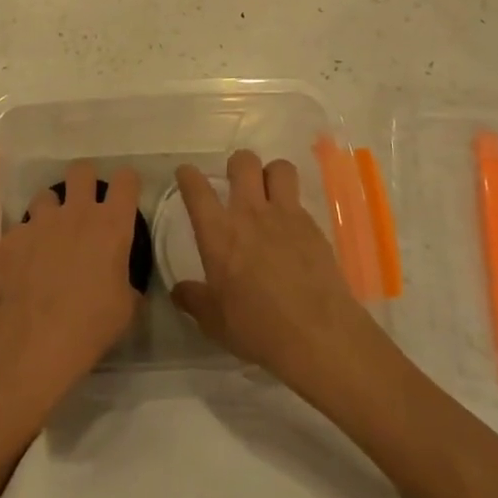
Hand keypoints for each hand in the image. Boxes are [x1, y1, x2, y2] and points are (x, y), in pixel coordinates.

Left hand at [0, 160, 141, 403]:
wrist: (39, 338)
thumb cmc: (93, 323)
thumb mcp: (126, 307)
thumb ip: (127, 283)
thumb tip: (125, 284)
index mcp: (111, 225)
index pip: (126, 181)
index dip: (127, 183)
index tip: (125, 194)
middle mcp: (76, 212)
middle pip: (81, 170)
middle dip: (84, 181)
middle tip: (85, 204)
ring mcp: (40, 221)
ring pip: (45, 196)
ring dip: (50, 211)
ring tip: (49, 235)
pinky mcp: (13, 238)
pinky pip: (20, 230)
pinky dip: (24, 243)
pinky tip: (25, 266)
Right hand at [170, 150, 384, 402]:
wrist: (318, 336)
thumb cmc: (258, 329)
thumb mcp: (214, 322)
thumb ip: (194, 300)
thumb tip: (178, 291)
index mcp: (218, 232)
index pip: (196, 188)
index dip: (187, 175)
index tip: (186, 176)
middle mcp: (249, 213)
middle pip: (243, 161)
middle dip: (237, 165)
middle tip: (236, 185)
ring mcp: (285, 216)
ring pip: (279, 168)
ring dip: (271, 175)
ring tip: (269, 194)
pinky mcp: (313, 227)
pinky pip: (300, 201)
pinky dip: (293, 207)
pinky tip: (292, 231)